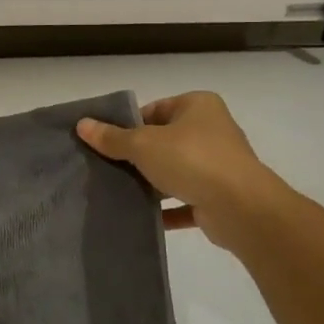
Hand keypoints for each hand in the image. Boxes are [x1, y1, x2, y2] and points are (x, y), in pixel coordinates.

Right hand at [77, 92, 287, 253]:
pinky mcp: (219, 197)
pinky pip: (185, 201)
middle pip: (164, 140)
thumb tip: (82, 124)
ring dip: (151, 183)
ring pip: (175, 171)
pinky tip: (142, 216)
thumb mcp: (144, 144)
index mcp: (198, 106)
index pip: (155, 109)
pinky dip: (166, 209)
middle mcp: (212, 131)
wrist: (241, 207)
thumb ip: (112, 137)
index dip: (129, 124)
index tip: (107, 142)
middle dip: (138, 156)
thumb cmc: (192, 160)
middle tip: (107, 168)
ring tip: (119, 192)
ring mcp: (218, 165)